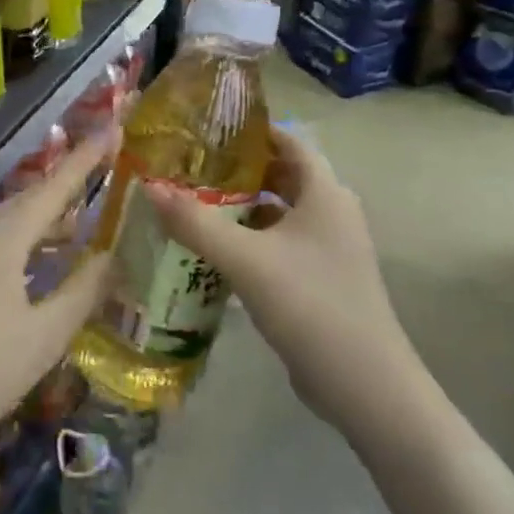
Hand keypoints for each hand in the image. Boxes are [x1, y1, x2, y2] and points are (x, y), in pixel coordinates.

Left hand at [0, 128, 118, 475]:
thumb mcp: (44, 337)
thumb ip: (82, 290)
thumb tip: (110, 257)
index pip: (52, 190)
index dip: (85, 161)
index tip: (111, 131)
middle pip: (25, 201)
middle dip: (64, 190)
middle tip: (100, 177)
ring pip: (4, 224)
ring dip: (41, 221)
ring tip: (77, 226)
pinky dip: (18, 244)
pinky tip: (34, 264)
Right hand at [145, 126, 422, 425]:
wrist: (364, 385)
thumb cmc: (310, 304)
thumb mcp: (245, 259)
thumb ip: (195, 222)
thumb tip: (149, 186)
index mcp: (324, 194)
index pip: (288, 142)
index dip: (251, 131)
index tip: (206, 129)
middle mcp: (331, 213)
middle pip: (281, 176)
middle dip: (236, 170)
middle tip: (188, 167)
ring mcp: (328, 249)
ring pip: (278, 213)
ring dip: (239, 207)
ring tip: (191, 204)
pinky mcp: (320, 279)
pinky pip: (279, 245)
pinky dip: (249, 240)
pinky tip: (212, 250)